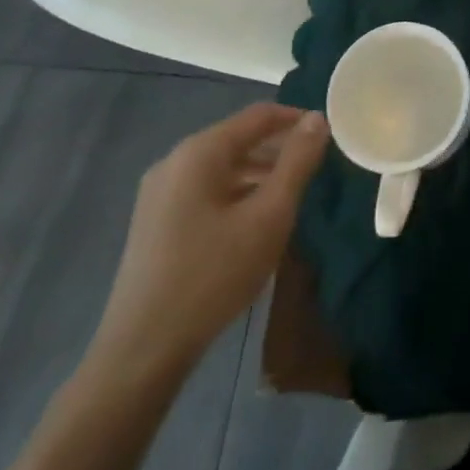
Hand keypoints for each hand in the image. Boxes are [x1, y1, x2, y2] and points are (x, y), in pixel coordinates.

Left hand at [92, 103, 328, 373]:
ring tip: (290, 197)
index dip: (296, 120)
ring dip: (259, 174)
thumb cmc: (213, 275)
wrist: (141, 353)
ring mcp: (159, 193)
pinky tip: (253, 223)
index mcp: (200, 152)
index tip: (328, 136)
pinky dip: (236, 194)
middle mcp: (175, 161)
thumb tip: (317, 119)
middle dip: (279, 150)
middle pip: (239, 139)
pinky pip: (205, 190)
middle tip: (314, 170)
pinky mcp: (154, 223)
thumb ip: (297, 162)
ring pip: (223, 167)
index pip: (259, 116)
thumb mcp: (269, 216)